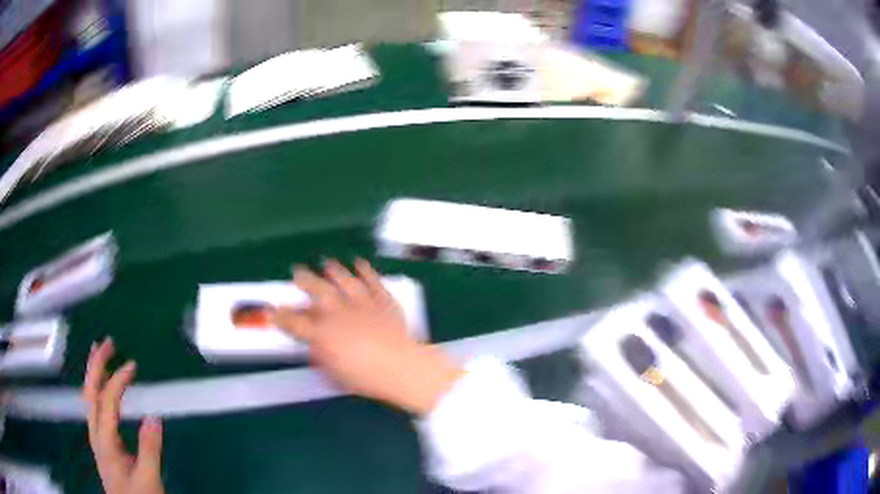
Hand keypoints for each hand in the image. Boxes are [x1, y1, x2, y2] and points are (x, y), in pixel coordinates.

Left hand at [83, 338, 163, 493]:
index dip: (117, 380)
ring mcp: (97, 438)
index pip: (107, 402)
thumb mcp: (148, 480)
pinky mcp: (103, 443)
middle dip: (96, 365)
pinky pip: (95, 408)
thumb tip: (154, 416)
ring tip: (100, 354)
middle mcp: (96, 435)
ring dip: (94, 374)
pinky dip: (97, 390)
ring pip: (89, 399)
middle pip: (89, 393)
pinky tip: (102, 388)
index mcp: (105, 442)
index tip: (132, 365)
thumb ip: (149, 450)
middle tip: (107, 342)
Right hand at [274, 259, 462, 414]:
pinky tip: (360, 263)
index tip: (271, 310)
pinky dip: (366, 271)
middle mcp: (339, 313)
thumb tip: (315, 345)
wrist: (402, 367)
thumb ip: (322, 356)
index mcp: (323, 334)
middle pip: (317, 290)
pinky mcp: (383, 300)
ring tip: (327, 263)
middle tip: (296, 271)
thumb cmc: (366, 378)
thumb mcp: (335, 373)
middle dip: (304, 279)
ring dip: (334, 270)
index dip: (280, 317)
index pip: (295, 323)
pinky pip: (372, 281)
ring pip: (344, 280)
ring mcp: (362, 304)